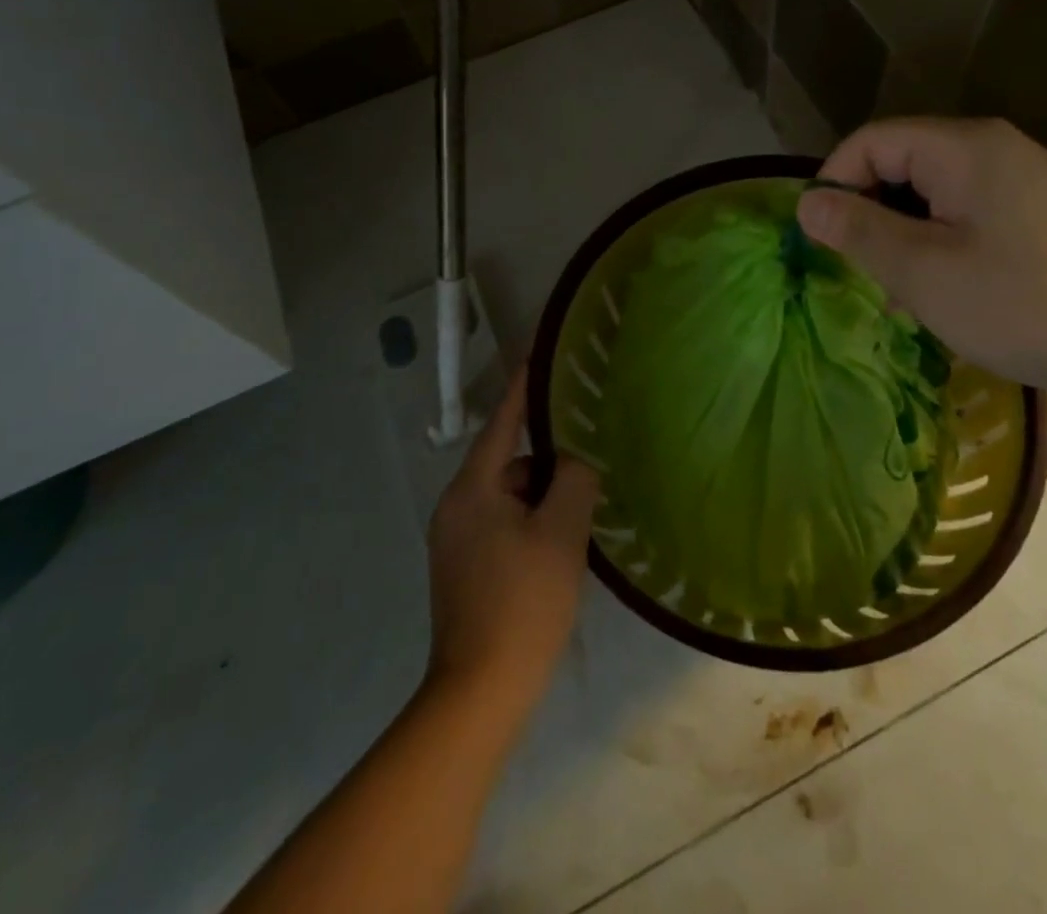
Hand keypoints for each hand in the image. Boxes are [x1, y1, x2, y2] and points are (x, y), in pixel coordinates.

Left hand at [425, 367, 600, 719]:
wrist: (478, 695)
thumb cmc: (522, 604)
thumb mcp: (561, 534)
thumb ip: (573, 480)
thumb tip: (574, 460)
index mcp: (472, 489)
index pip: (503, 421)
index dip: (525, 386)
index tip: (541, 351)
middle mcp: (456, 507)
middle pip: (509, 463)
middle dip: (548, 459)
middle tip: (591, 453)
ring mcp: (456, 541)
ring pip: (509, 497)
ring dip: (544, 496)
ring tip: (585, 503)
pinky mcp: (464, 568)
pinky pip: (504, 524)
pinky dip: (533, 522)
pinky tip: (564, 541)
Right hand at [797, 117, 1046, 400]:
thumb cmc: (1028, 303)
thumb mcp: (925, 272)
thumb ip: (859, 231)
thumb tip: (807, 203)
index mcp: (962, 148)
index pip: (870, 141)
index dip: (834, 184)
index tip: (821, 241)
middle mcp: (992, 149)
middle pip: (901, 165)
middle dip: (870, 216)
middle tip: (863, 275)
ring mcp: (1022, 181)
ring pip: (933, 196)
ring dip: (905, 238)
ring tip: (903, 296)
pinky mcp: (1041, 215)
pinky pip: (968, 216)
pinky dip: (942, 248)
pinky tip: (947, 296)